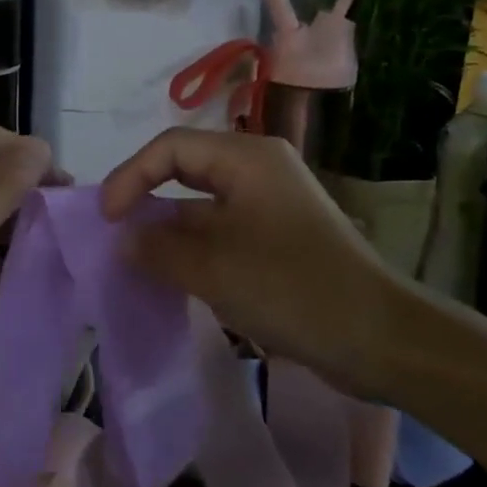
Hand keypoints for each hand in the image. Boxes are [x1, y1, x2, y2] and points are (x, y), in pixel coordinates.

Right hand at [99, 128, 413, 398]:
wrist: (379, 339)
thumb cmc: (292, 289)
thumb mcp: (213, 269)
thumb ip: (158, 248)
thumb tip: (124, 239)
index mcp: (247, 159)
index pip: (170, 147)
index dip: (130, 176)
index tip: (107, 219)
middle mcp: (258, 171)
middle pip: (185, 169)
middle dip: (146, 198)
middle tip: (115, 233)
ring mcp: (270, 206)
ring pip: (202, 205)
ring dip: (168, 230)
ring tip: (136, 261)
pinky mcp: (277, 239)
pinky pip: (221, 231)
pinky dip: (193, 249)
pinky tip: (173, 277)